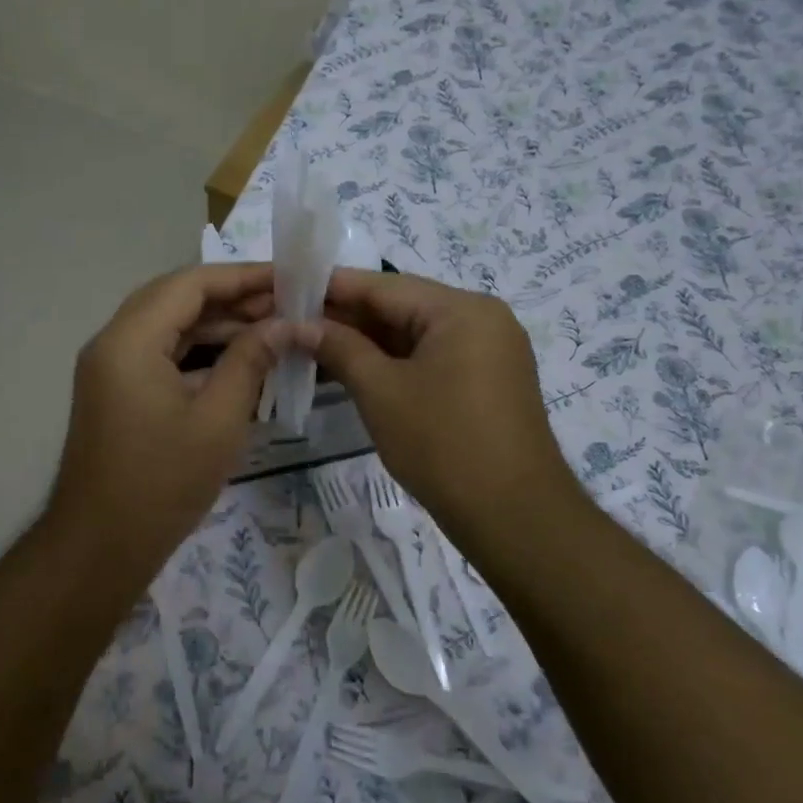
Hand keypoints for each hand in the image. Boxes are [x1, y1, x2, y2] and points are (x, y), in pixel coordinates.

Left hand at [44, 263, 287, 568]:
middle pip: (176, 299)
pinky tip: (240, 359)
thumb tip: (284, 325)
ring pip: (169, 326)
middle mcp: (112, 342)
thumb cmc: (162, 483)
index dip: (241, 277)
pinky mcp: (117, 391)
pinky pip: (160, 354)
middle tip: (285, 303)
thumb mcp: (218, 420)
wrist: (100, 547)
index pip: (190, 284)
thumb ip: (250, 362)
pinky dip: (199, 352)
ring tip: (272, 328)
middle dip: (231, 298)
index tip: (288, 278)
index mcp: (129, 340)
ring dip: (216, 325)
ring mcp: (111, 368)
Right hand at [303, 269, 588, 545]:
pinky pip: (431, 357)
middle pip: (401, 307)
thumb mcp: (381, 391)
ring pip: (414, 335)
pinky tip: (353, 368)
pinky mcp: (486, 380)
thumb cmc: (442, 444)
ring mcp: (488, 351)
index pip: (384, 286)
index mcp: (462, 309)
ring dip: (367, 341)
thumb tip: (299, 325)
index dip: (332, 287)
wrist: (514, 516)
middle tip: (293, 321)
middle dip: (347, 316)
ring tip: (312, 345)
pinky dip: (393, 362)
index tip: (288, 287)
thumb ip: (339, 348)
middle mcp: (481, 319)